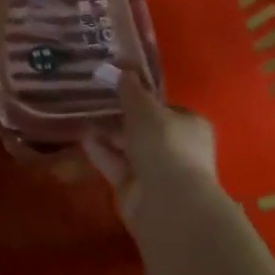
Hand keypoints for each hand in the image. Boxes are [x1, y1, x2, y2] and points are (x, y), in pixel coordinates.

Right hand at [84, 71, 221, 228]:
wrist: (167, 203)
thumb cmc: (164, 144)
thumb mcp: (144, 107)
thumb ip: (131, 89)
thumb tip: (123, 71)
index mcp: (191, 126)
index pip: (167, 108)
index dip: (144, 99)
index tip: (120, 88)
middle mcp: (178, 149)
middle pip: (146, 129)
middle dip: (122, 118)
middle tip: (96, 99)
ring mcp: (158, 173)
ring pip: (129, 148)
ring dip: (108, 134)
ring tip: (83, 114)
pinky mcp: (137, 191)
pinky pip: (116, 165)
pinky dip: (101, 152)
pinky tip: (82, 137)